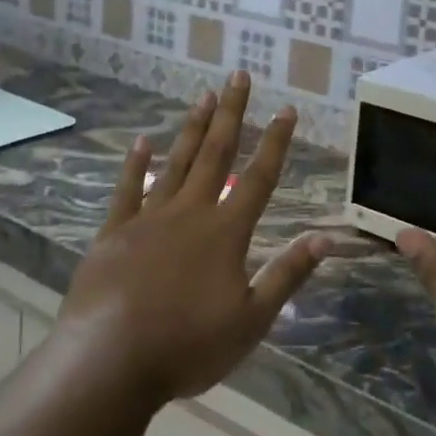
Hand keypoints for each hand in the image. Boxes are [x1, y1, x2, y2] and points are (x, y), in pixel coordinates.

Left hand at [57, 71, 329, 404]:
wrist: (110, 359)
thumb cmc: (188, 345)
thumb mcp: (251, 320)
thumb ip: (287, 275)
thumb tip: (325, 238)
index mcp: (226, 232)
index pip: (259, 177)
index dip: (276, 142)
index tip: (287, 109)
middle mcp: (190, 212)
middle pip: (216, 153)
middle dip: (232, 113)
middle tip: (238, 75)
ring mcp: (149, 218)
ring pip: (176, 162)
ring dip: (192, 128)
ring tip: (204, 95)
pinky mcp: (115, 231)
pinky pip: (127, 189)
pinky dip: (135, 164)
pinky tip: (141, 141)